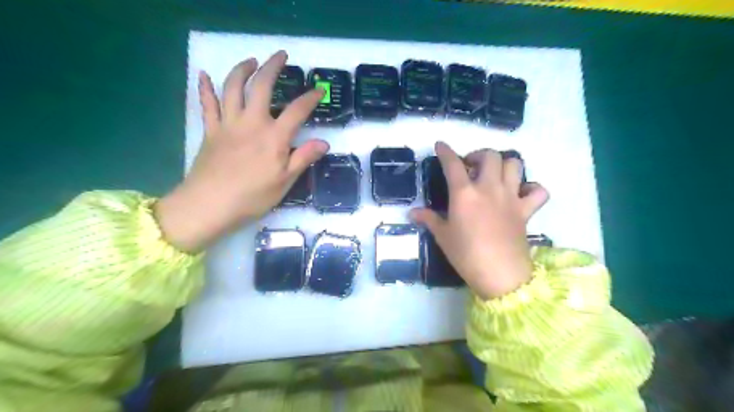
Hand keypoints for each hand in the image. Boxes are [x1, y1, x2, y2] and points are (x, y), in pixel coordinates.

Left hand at [154, 49, 325, 250]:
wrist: (209, 205)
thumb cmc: (252, 197)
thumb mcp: (285, 181)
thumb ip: (303, 158)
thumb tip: (324, 143)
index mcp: (274, 137)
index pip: (297, 110)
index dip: (310, 98)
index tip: (319, 90)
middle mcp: (252, 123)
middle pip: (262, 86)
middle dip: (273, 67)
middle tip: (281, 55)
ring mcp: (228, 124)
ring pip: (233, 88)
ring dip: (242, 70)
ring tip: (251, 61)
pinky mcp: (210, 130)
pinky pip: (207, 104)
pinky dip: (205, 88)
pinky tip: (204, 75)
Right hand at [410, 142, 547, 299]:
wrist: (499, 274)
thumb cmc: (465, 254)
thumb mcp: (443, 236)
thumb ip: (429, 219)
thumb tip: (412, 212)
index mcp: (464, 193)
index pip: (452, 164)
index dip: (445, 151)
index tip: (441, 145)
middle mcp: (489, 188)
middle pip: (490, 155)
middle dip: (478, 154)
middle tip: (471, 166)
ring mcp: (511, 197)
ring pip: (515, 164)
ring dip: (504, 164)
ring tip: (494, 174)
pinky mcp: (526, 210)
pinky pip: (538, 191)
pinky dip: (532, 188)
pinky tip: (521, 193)